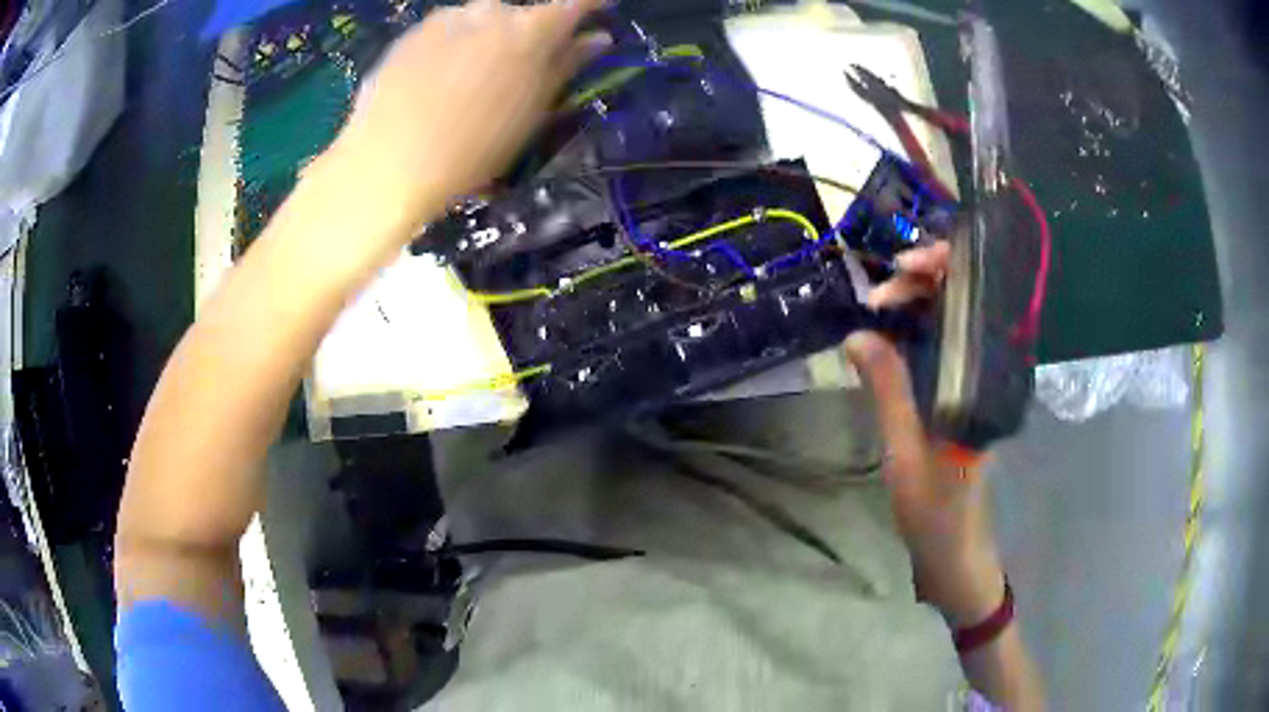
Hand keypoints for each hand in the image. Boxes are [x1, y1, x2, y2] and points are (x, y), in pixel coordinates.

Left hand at [329, 0, 611, 234]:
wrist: (388, 166)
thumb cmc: (473, 149)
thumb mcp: (532, 112)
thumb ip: (566, 66)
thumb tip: (597, 39)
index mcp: (530, 30)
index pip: (574, 3)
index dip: (591, 4)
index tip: (602, 8)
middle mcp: (490, 11)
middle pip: (520, 13)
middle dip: (527, 32)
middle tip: (518, 69)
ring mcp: (446, 19)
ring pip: (480, 19)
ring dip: (486, 38)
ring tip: (470, 81)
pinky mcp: (411, 34)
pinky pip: (445, 30)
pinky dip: (453, 46)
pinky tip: (438, 81)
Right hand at [845, 242, 1005, 627]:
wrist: (955, 551)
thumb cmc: (936, 510)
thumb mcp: (904, 452)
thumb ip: (887, 389)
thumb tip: (858, 333)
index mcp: (985, 380)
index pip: (975, 297)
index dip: (944, 268)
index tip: (902, 267)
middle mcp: (987, 370)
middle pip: (963, 299)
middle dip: (922, 280)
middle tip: (877, 293)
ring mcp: (974, 381)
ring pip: (950, 319)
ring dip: (916, 302)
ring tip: (876, 306)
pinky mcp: (960, 394)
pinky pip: (941, 344)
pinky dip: (914, 327)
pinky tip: (888, 328)